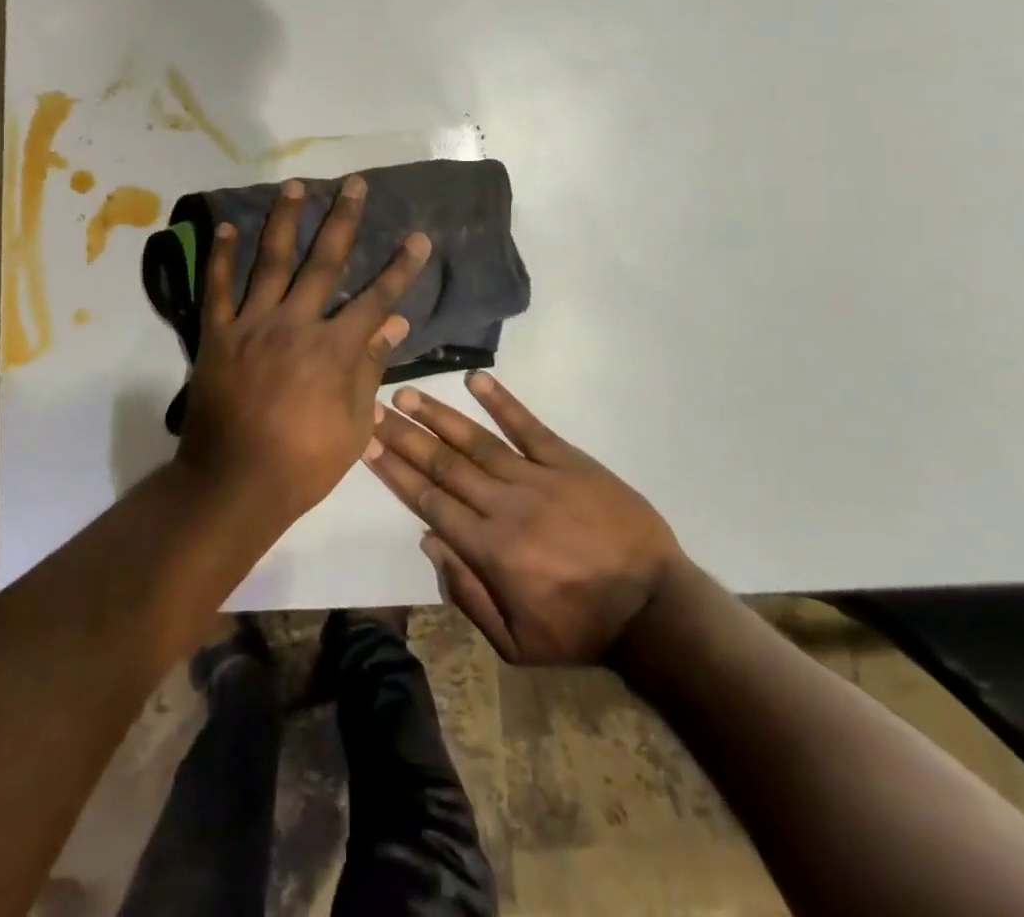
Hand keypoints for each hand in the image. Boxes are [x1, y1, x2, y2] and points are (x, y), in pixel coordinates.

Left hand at [178, 175, 430, 526]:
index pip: (376, 299)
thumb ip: (370, 367)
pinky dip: (220, 257)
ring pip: (270, 262)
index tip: (419, 237)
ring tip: (295, 186)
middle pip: (324, 263)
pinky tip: (226, 227)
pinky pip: (217, 289)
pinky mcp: (217, 335)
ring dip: (284, 220)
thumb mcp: (352, 425)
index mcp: (333, 350)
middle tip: (354, 184)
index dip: (401, 267)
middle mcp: (294, 324)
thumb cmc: (302, 463)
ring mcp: (252, 325)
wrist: (233, 484)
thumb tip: (395, 321)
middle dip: (343, 220)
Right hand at [365, 373, 685, 664]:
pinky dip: (503, 402)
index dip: (396, 471)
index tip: (368, 444)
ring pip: (477, 441)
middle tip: (374, 408)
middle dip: (405, 436)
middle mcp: (503, 505)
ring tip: (408, 393)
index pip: (429, 502)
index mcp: (489, 549)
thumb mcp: (517, 644)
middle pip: (444, 464)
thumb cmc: (580, 629)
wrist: (655, 610)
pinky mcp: (569, 462)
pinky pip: (530, 427)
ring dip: (440, 416)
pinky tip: (476, 379)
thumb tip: (429, 541)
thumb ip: (468, 595)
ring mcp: (537, 478)